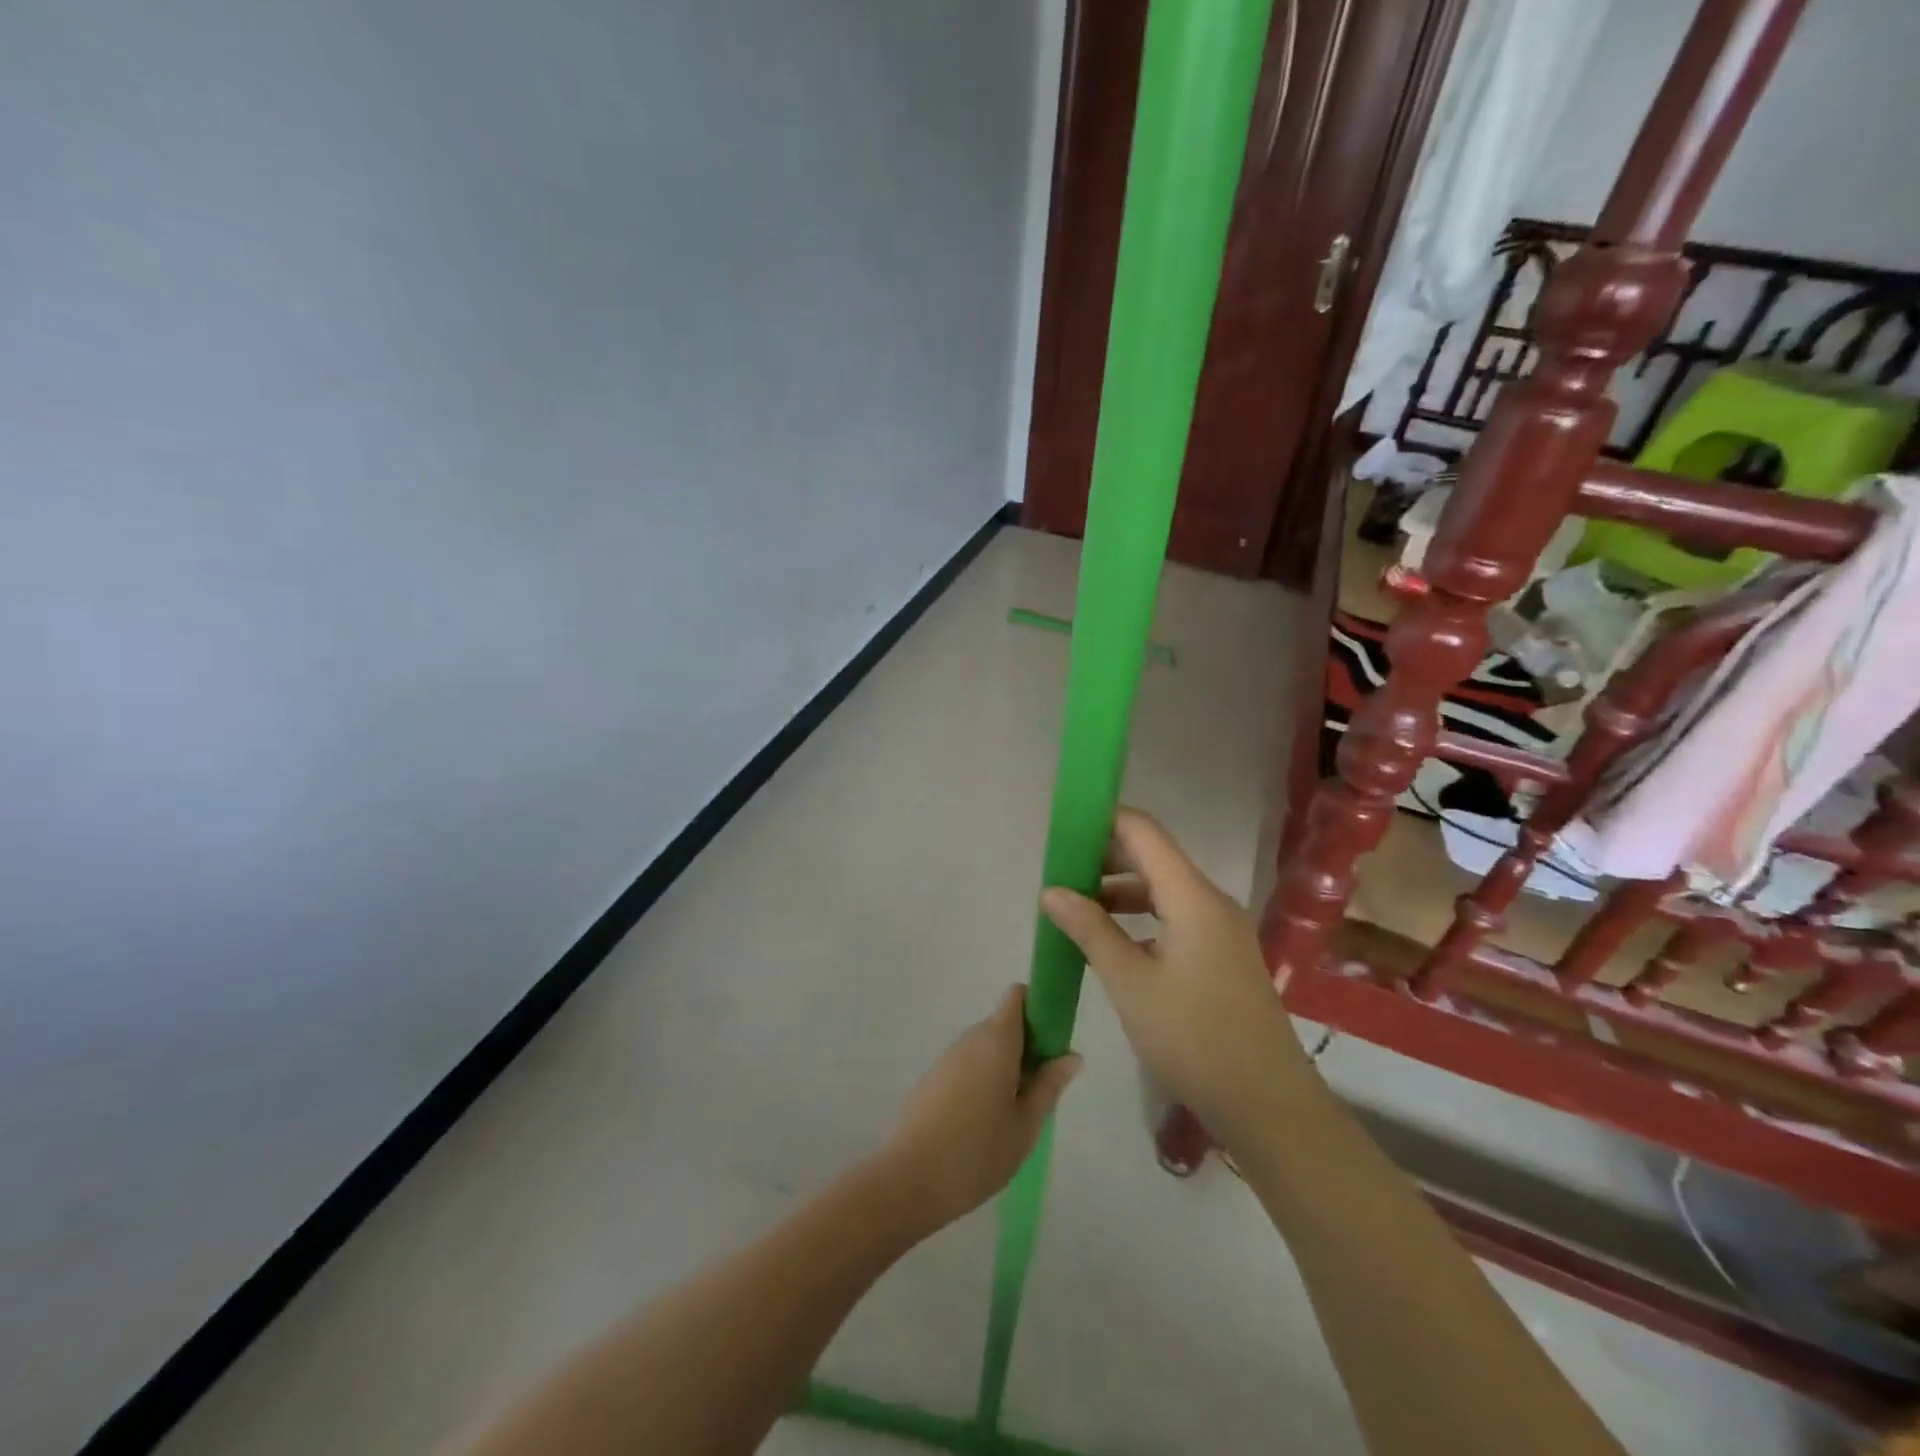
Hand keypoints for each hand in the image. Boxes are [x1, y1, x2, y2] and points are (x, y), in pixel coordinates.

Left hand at [879, 987, 1080, 1230]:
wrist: (908, 1180)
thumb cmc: (977, 1152)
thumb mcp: (1025, 1125)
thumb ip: (1049, 1086)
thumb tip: (1071, 1055)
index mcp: (996, 1040)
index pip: (1018, 996)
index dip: (1039, 1008)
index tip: (1054, 1043)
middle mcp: (970, 1039)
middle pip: (1004, 1024)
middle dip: (1027, 1047)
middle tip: (1041, 1091)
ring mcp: (947, 1058)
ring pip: (986, 1048)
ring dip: (1005, 1067)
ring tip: (1015, 1115)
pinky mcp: (932, 1079)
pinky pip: (968, 1066)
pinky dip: (983, 1081)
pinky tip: (984, 1124)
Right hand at [1040, 808, 1315, 1141]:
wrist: (1266, 1102)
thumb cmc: (1192, 1037)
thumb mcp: (1129, 982)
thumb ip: (1090, 929)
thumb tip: (1051, 890)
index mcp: (1192, 896)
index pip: (1143, 832)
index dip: (1103, 821)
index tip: (1063, 827)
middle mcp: (1210, 901)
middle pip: (1153, 857)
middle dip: (1104, 857)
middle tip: (1058, 870)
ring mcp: (1220, 929)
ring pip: (1162, 889)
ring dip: (1119, 890)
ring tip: (1074, 906)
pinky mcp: (1221, 955)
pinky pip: (1174, 916)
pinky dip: (1139, 916)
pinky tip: (1110, 939)